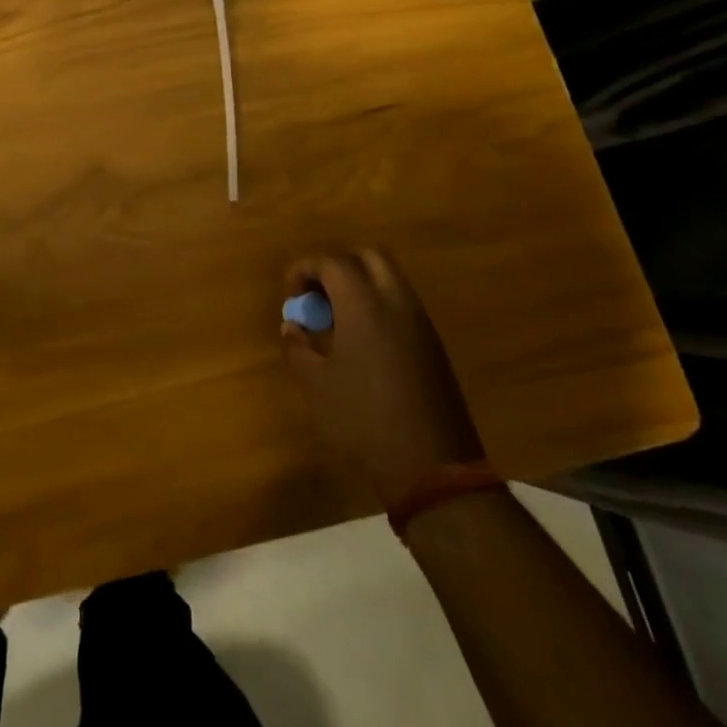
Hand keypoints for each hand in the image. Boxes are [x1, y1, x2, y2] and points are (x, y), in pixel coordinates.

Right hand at [281, 250, 482, 506]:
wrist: (432, 468)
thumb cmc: (363, 420)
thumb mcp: (317, 385)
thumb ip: (299, 347)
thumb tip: (292, 326)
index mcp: (364, 305)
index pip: (332, 262)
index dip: (306, 270)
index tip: (291, 295)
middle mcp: (396, 303)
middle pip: (369, 258)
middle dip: (339, 267)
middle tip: (318, 296)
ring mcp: (421, 324)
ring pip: (390, 280)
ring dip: (362, 286)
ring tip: (337, 320)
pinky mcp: (434, 346)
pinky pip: (403, 306)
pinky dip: (380, 307)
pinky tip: (363, 342)